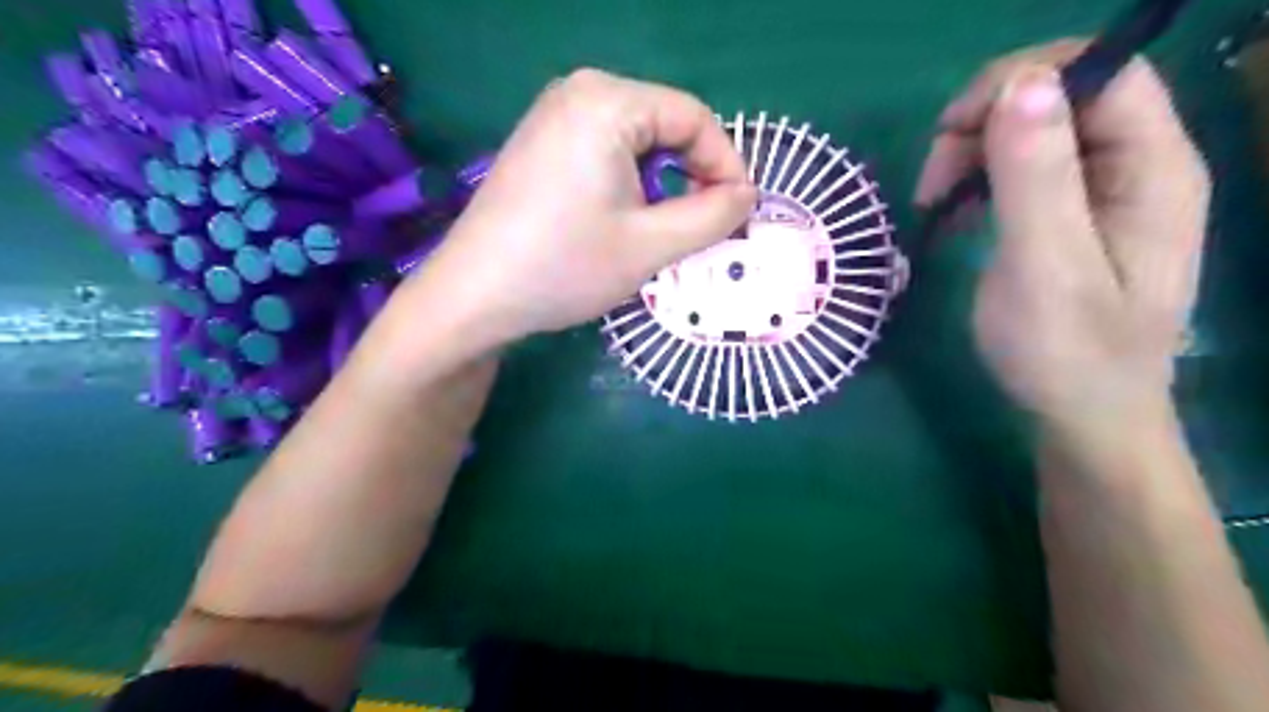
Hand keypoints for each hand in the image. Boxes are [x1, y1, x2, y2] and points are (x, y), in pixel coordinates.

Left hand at [407, 67, 750, 350]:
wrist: (474, 296)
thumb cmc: (565, 266)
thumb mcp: (651, 245)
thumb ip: (713, 215)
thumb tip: (747, 194)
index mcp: (608, 101)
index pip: (694, 117)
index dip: (726, 165)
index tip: (738, 214)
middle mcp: (579, 92)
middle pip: (666, 125)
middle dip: (693, 176)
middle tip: (702, 228)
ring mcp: (554, 116)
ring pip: (638, 141)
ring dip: (662, 184)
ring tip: (661, 232)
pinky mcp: (541, 143)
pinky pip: (606, 150)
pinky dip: (630, 183)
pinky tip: (622, 221)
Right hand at [914, 43, 1207, 432]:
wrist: (1080, 415)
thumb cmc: (1067, 352)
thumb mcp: (1046, 267)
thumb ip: (1037, 177)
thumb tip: (1021, 84)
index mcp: (1152, 169)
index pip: (1102, 73)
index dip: (1024, 80)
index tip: (953, 129)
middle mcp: (1135, 167)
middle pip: (1061, 97)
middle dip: (985, 124)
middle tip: (932, 182)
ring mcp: (1100, 192)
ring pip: (1032, 132)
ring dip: (972, 155)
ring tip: (934, 205)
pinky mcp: (1068, 216)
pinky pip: (1020, 170)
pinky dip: (977, 181)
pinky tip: (954, 215)